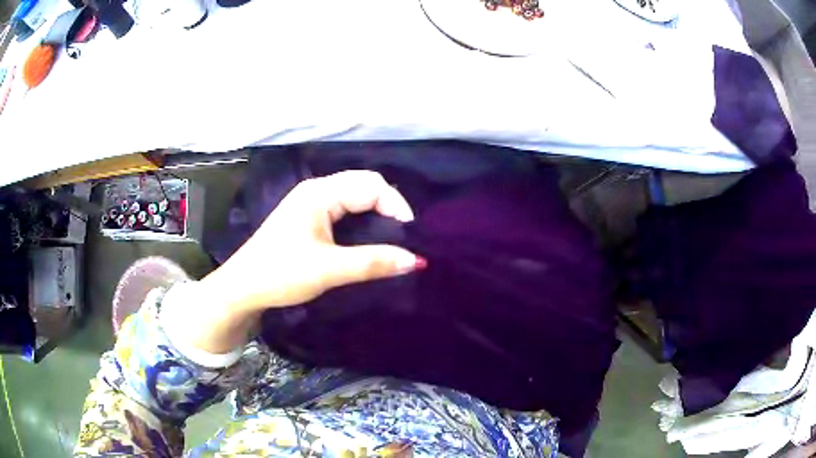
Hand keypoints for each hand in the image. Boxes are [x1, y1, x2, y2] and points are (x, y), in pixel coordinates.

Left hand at [160, 171, 423, 355]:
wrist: (243, 288)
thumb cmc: (281, 273)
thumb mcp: (329, 269)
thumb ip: (373, 262)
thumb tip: (416, 261)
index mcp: (320, 193)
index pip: (371, 184)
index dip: (396, 204)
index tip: (410, 236)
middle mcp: (316, 190)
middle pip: (364, 185)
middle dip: (389, 206)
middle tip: (404, 236)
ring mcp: (311, 203)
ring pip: (355, 197)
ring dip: (377, 213)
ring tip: (393, 237)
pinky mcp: (309, 218)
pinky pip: (345, 209)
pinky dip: (363, 220)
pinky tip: (370, 237)